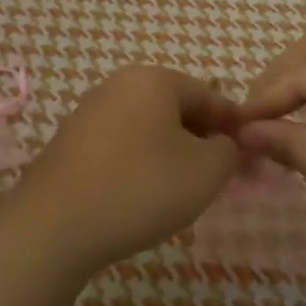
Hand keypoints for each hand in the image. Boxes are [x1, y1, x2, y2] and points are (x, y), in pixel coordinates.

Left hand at [11, 65, 240, 274]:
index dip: (236, 127)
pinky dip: (141, 163)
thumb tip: (224, 144)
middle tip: (220, 179)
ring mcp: (91, 111)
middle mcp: (120, 84)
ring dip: (173, 153)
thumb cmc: (140, 188)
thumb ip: (228, 151)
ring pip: (149, 128)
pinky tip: (144, 195)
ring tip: (184, 191)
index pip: (210, 96)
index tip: (252, 159)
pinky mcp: (72, 141)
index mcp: (154, 79)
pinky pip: (122, 145)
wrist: (54, 226)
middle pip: (178, 108)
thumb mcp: (205, 172)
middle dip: (203, 141)